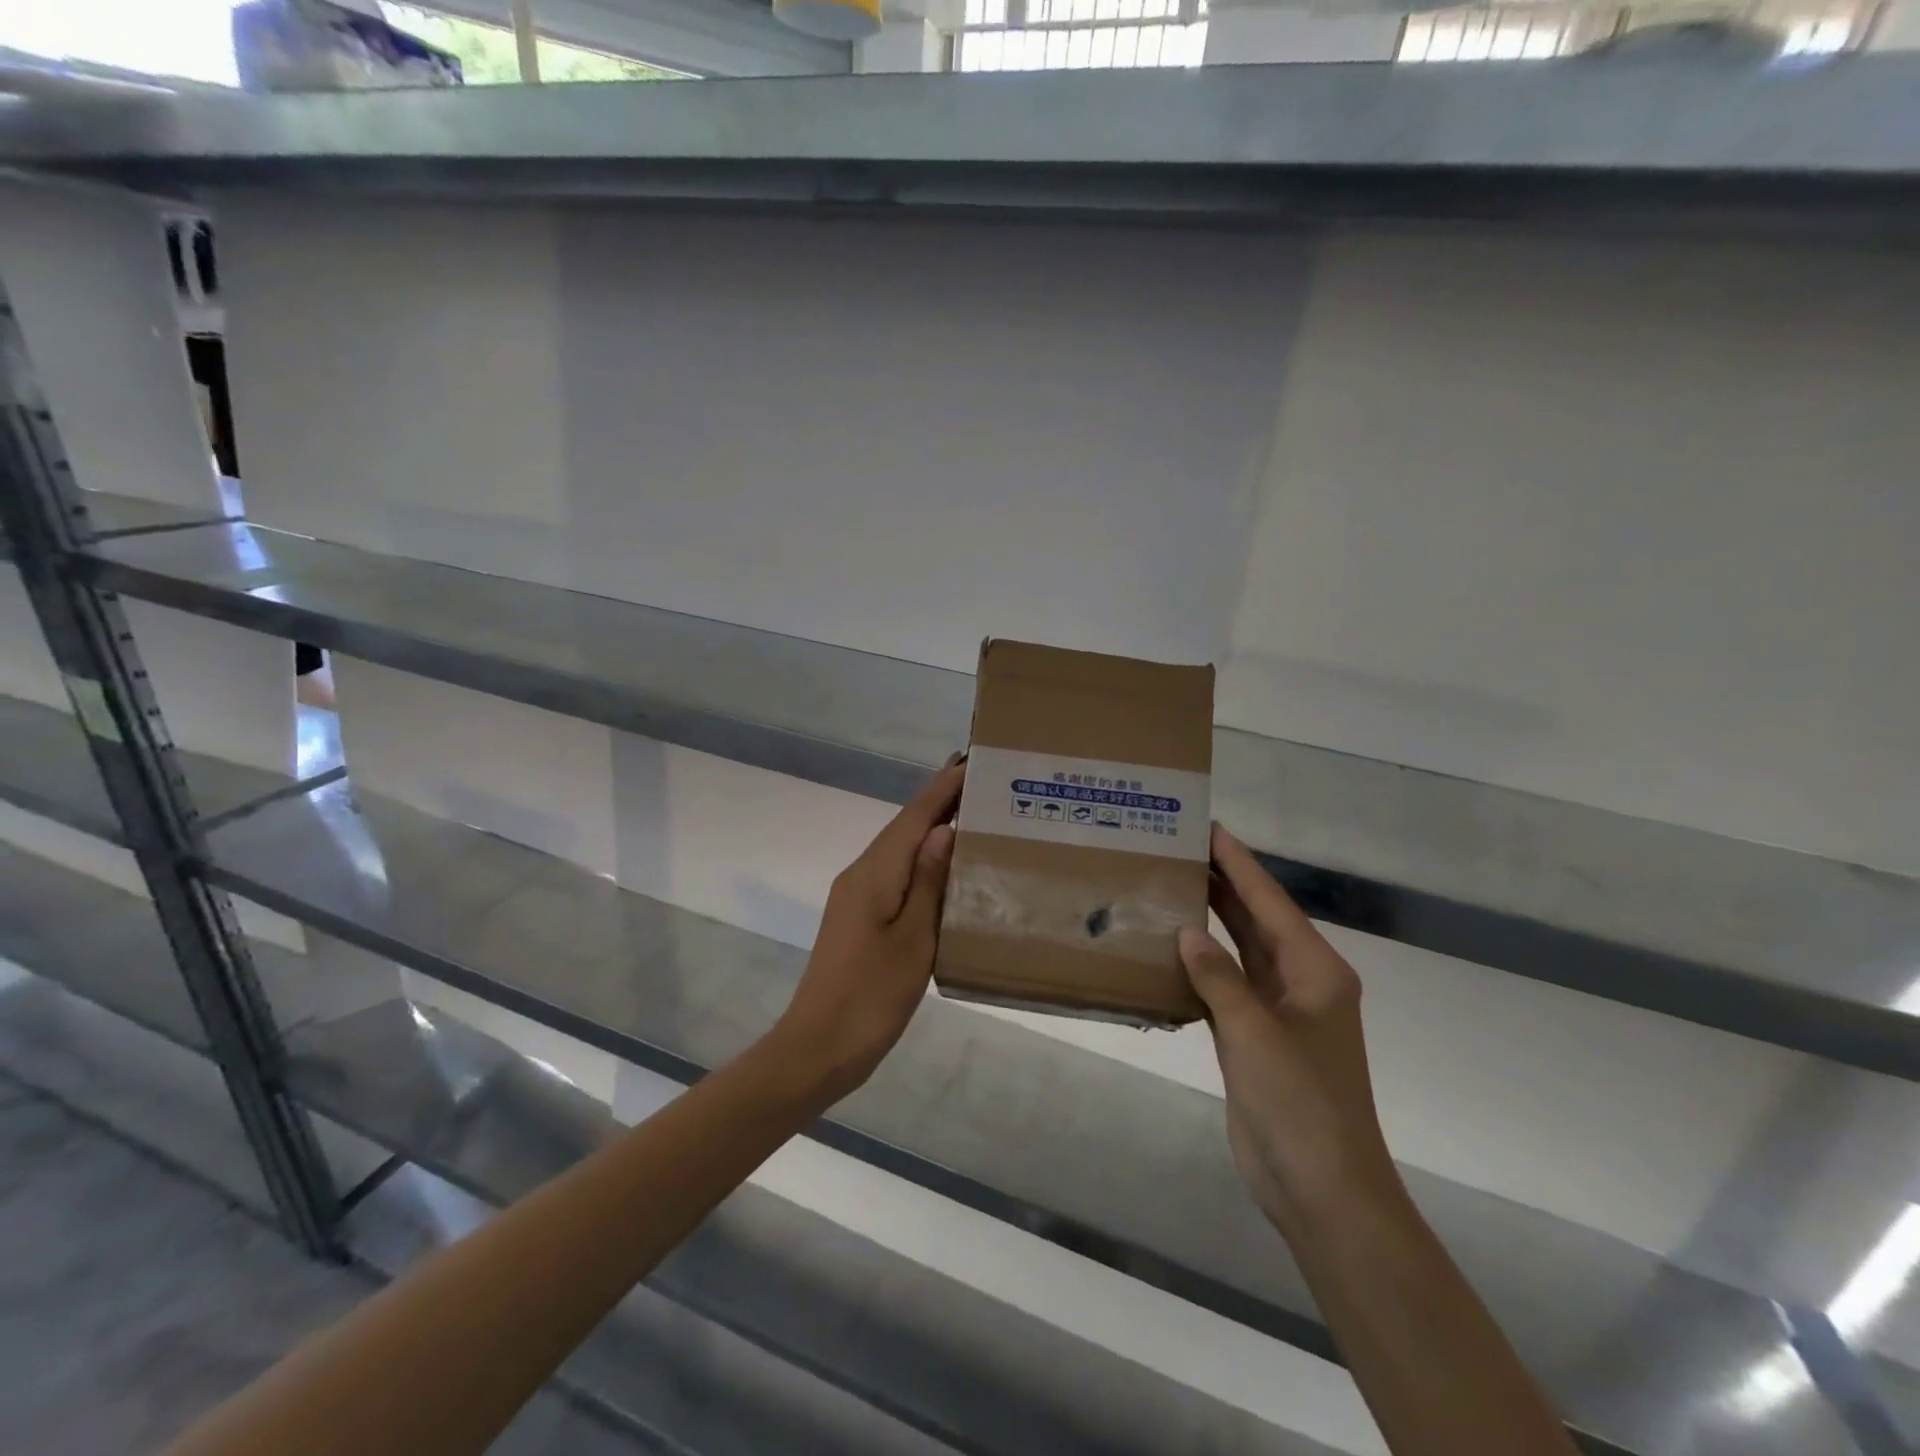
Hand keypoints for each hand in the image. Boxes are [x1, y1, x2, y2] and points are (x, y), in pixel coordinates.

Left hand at [774, 760, 963, 1099]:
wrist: (819, 1047)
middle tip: (982, 782)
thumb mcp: (914, 939)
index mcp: (875, 873)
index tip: (972, 759)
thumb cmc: (872, 995)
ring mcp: (857, 895)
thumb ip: (929, 882)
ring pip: (899, 848)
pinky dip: (922, 858)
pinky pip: (895, 872)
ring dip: (931, 828)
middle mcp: (862, 873)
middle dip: (940, 800)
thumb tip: (944, 829)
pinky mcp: (859, 916)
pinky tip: (944, 867)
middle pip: (904, 826)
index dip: (943, 786)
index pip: (914, 816)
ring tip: (971, 815)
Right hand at [1180, 825, 1402, 1234]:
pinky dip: (1202, 964)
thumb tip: (1187, 932)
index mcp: (1314, 971)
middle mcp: (1300, 982)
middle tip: (1179, 849)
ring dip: (1211, 921)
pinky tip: (1171, 949)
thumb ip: (1219, 977)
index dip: (1239, 864)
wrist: (1321, 1189)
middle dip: (1223, 883)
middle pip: (1256, 919)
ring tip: (1172, 885)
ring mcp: (1278, 1012)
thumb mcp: (1255, 1034)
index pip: (1269, 902)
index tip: (1209, 828)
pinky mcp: (1256, 1039)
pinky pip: (1226, 985)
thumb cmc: (1300, 1103)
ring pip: (1240, 951)